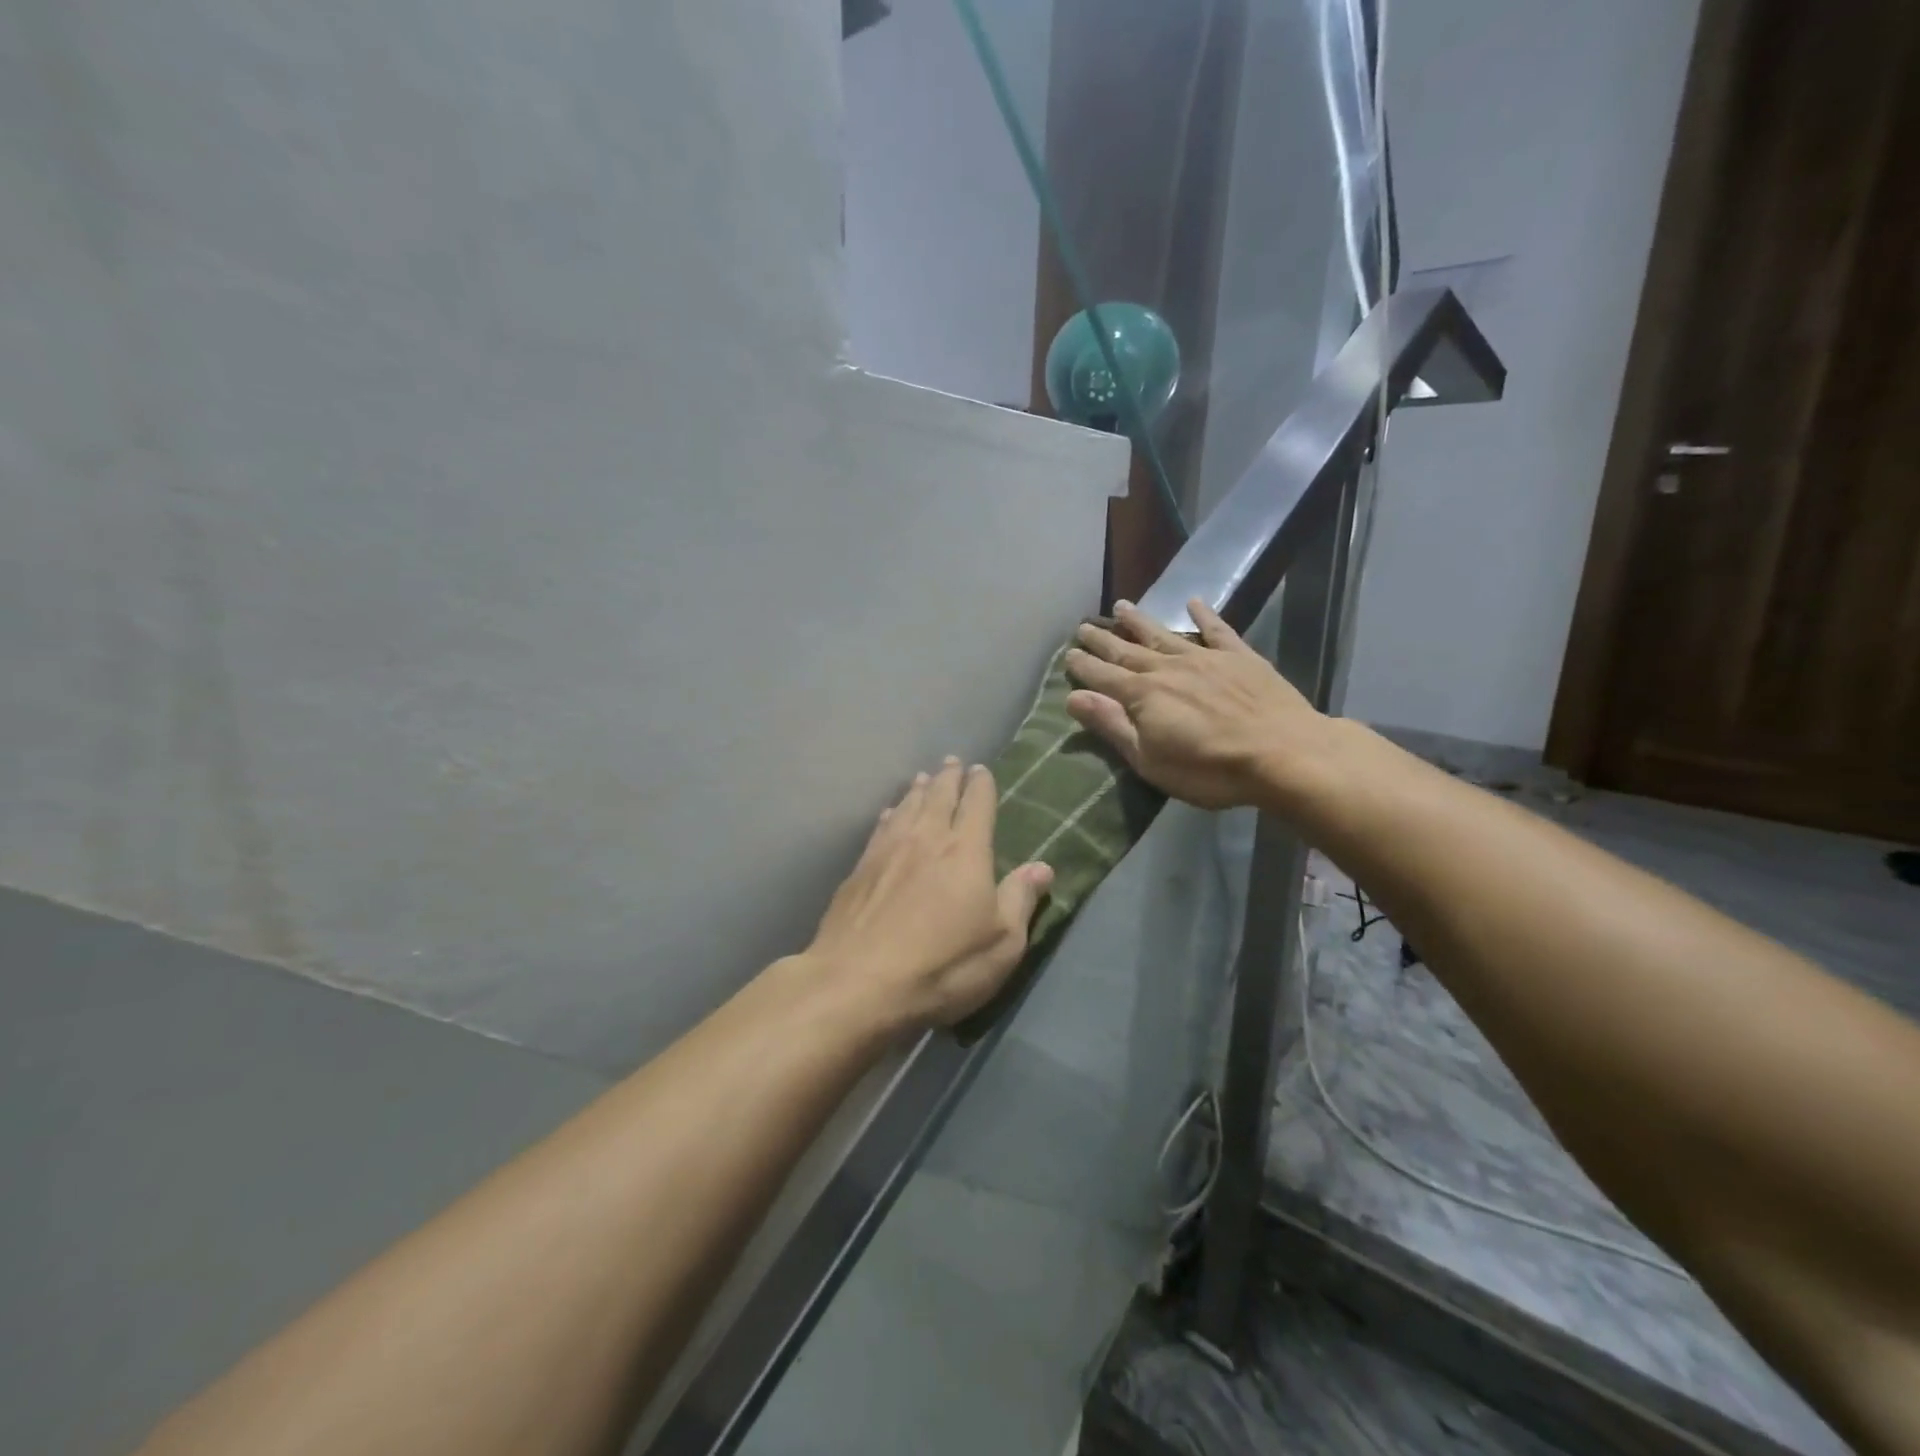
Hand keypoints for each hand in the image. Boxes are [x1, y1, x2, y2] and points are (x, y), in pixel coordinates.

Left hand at [806, 759, 1053, 1031]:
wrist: (859, 984)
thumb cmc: (943, 966)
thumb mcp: (1001, 944)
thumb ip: (1020, 899)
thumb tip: (1043, 866)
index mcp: (966, 851)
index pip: (977, 805)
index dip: (981, 785)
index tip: (980, 769)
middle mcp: (926, 839)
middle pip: (939, 796)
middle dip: (948, 777)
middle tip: (952, 761)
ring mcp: (887, 851)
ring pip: (906, 807)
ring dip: (917, 790)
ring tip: (922, 777)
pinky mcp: (858, 870)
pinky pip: (879, 829)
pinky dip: (889, 815)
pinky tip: (888, 814)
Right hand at [1065, 599, 1328, 810]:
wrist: (1283, 753)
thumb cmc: (1209, 769)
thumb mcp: (1149, 759)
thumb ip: (1112, 726)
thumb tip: (1073, 697)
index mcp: (1143, 695)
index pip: (1104, 677)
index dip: (1084, 667)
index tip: (1068, 654)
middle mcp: (1168, 669)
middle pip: (1128, 651)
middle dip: (1103, 640)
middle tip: (1083, 627)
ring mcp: (1205, 659)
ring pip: (1164, 635)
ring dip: (1140, 621)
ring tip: (1121, 606)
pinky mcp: (1240, 658)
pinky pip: (1217, 630)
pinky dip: (1204, 615)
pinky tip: (1194, 602)